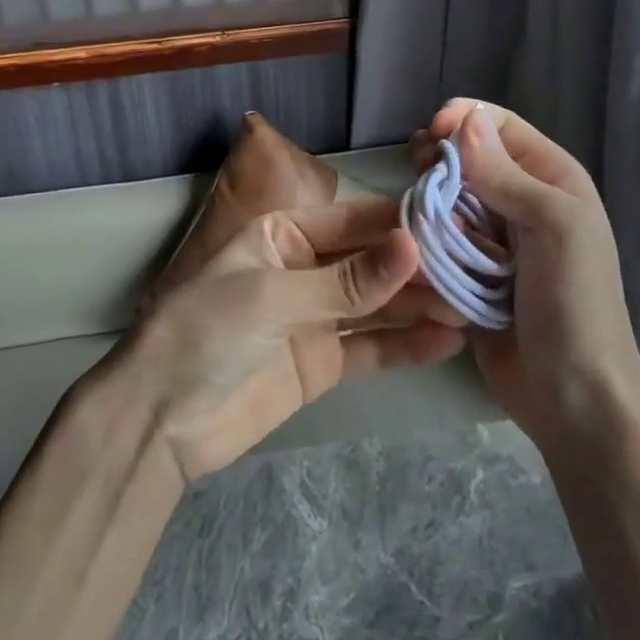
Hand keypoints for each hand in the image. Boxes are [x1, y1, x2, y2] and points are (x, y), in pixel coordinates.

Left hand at [118, 199, 467, 481]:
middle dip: (418, 267)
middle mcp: (303, 269)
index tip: (455, 222)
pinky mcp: (322, 363)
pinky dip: (406, 345)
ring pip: (377, 305)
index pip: (353, 220)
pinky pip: (371, 347)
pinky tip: (448, 340)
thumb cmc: (207, 331)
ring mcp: (314, 317)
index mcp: (282, 234)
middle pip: (370, 262)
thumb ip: (347, 279)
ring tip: (473, 304)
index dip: (400, 222)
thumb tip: (413, 245)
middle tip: (476, 269)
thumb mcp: (273, 295)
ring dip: (420, 305)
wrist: (162, 418)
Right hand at [412, 99, 639, 450]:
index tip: (428, 136)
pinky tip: (411, 249)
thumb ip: (507, 175)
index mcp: (550, 180)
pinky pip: (436, 242)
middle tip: (414, 176)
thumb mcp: (554, 227)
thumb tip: (463, 121)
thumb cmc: (574, 304)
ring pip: (444, 201)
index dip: (462, 122)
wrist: (572, 397)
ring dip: (427, 205)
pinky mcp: (467, 274)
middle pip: (465, 161)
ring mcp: (492, 241)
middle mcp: (520, 202)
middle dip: (437, 164)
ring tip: (414, 221)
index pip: (498, 127)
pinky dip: (422, 241)